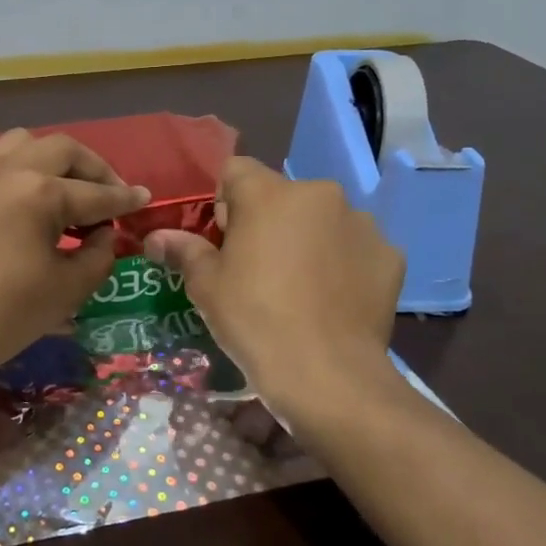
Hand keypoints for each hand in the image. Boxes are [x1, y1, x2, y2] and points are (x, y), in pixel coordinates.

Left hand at [0, 129, 148, 394]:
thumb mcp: (68, 289)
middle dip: (94, 169)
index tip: (144, 199)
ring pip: (24, 144)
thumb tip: (104, 234)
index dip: (124, 199)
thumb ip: (99, 254)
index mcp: (40, 192)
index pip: (96, 193)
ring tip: (67, 191)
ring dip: (54, 160)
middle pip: (63, 150)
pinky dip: (22, 170)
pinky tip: (28, 203)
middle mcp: (9, 171)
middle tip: (109, 195)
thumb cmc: (5, 317)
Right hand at [144, 158, 404, 426]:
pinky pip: (355, 249)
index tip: (224, 241)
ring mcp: (361, 224)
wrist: (327, 374)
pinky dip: (343, 264)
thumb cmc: (254, 320)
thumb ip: (183, 250)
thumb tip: (156, 237)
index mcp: (269, 194)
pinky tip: (333, 300)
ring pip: (322, 220)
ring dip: (308, 240)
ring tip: (302, 288)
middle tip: (259, 269)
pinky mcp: (389, 256)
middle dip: (269, 222)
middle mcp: (320, 194)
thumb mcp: (206, 286)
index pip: (235, 171)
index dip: (223, 202)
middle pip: (282, 196)